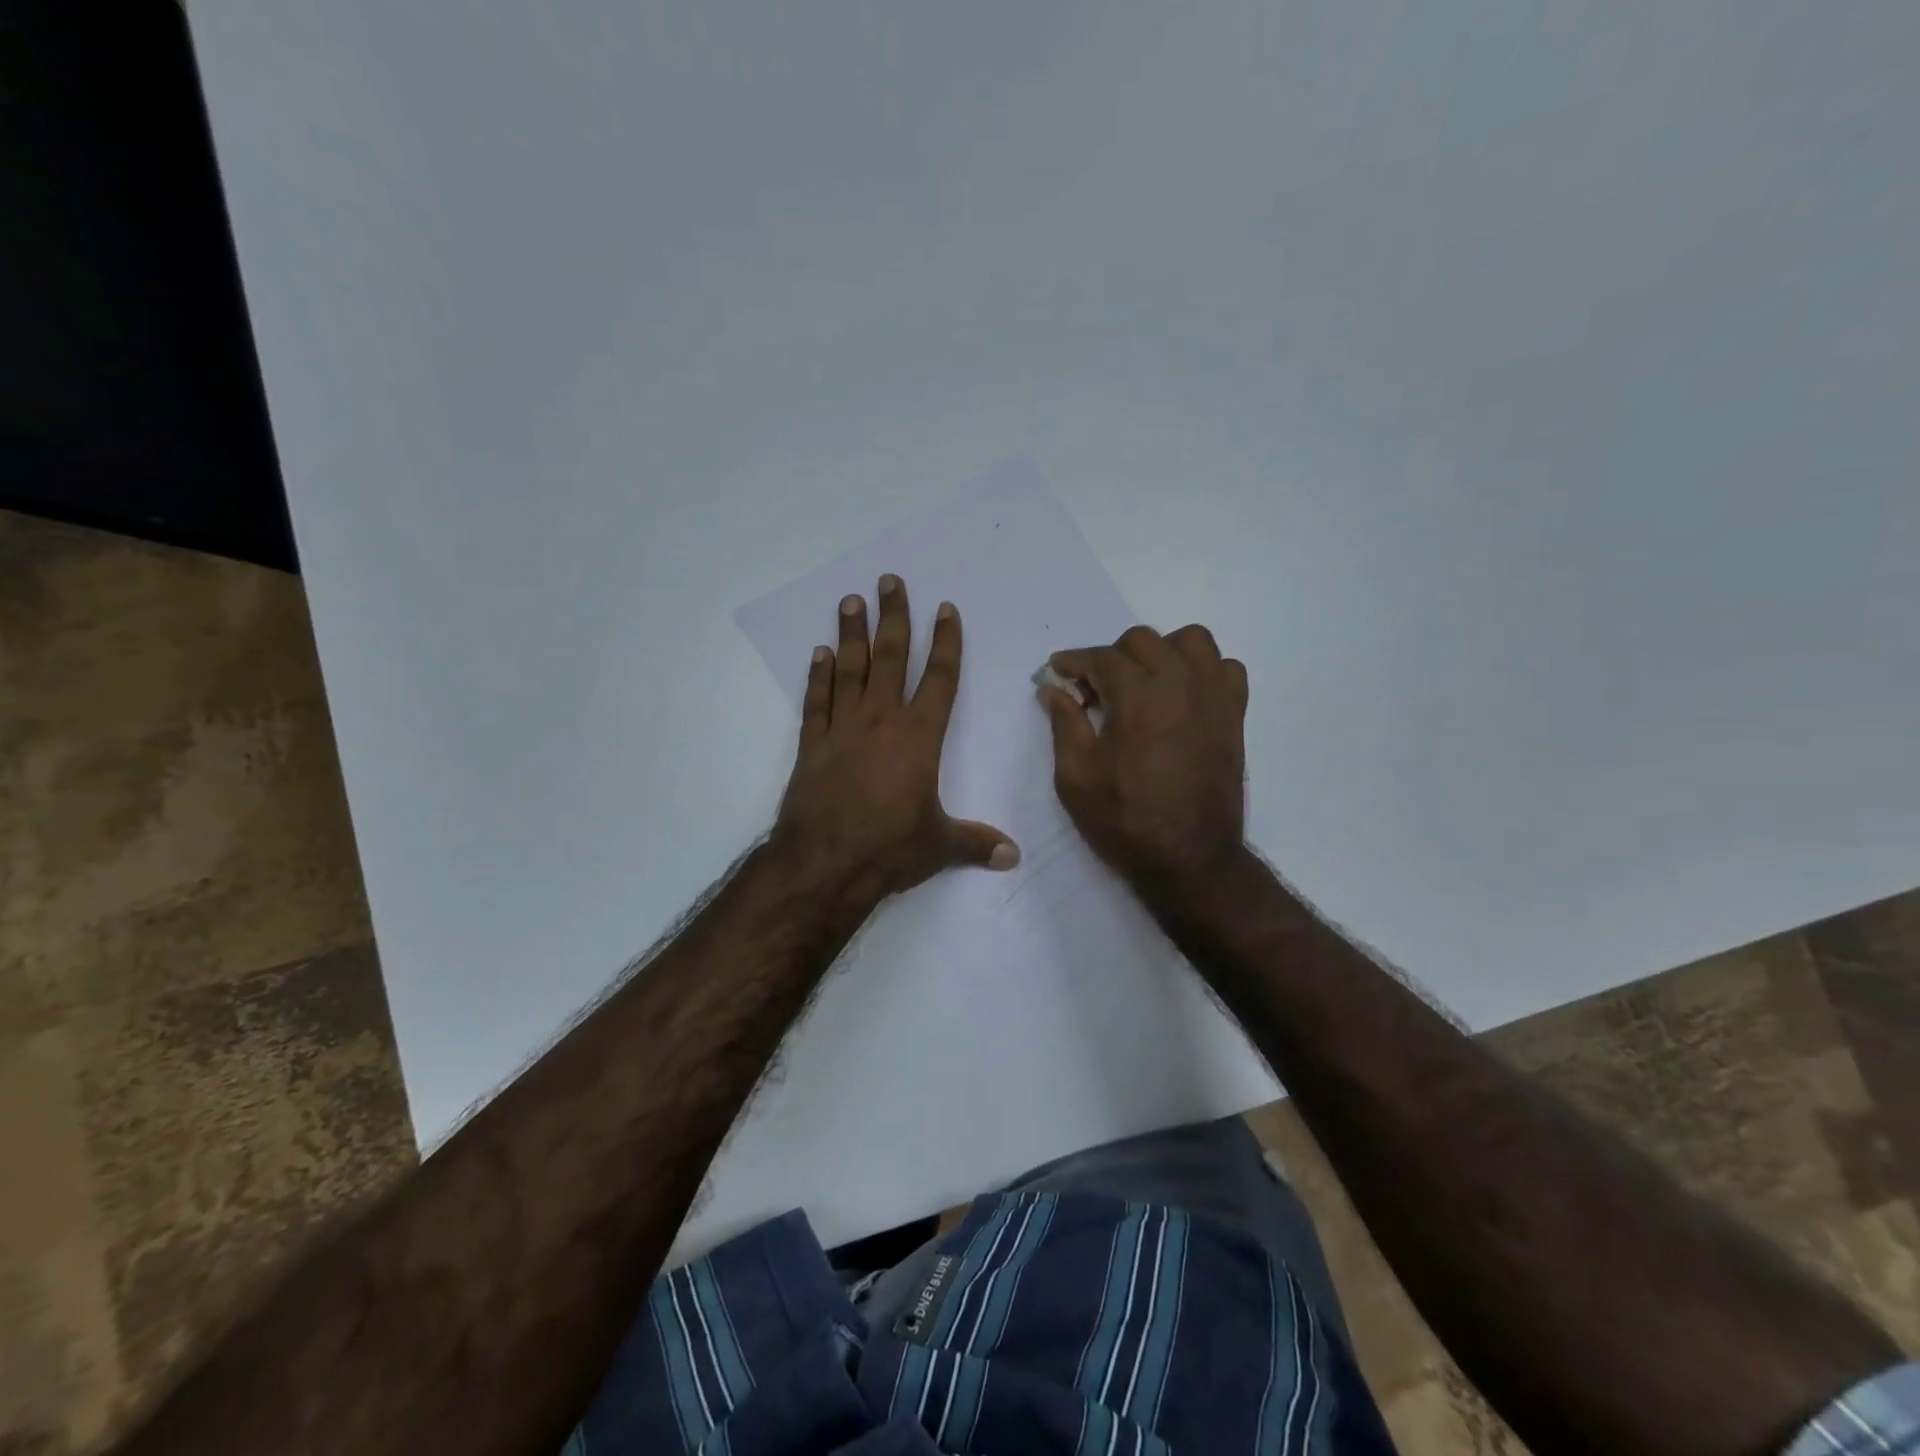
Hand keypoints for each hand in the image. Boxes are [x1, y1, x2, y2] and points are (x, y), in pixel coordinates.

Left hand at [772, 574, 1018, 902]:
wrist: (825, 862)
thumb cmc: (889, 848)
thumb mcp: (940, 846)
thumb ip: (976, 843)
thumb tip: (1013, 856)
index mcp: (920, 736)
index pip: (940, 678)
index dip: (946, 642)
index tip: (945, 608)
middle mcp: (881, 720)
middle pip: (892, 658)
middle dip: (894, 617)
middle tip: (889, 581)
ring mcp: (842, 728)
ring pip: (850, 670)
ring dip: (852, 634)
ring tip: (851, 601)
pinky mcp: (812, 745)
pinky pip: (816, 701)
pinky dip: (818, 676)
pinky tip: (819, 653)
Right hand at [1038, 624, 1248, 891]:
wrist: (1189, 858)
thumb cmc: (1124, 820)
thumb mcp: (1075, 777)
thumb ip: (1064, 723)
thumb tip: (1053, 688)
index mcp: (1137, 697)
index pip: (1101, 658)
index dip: (1073, 661)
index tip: (1057, 672)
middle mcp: (1179, 684)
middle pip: (1142, 640)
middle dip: (1111, 657)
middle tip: (1095, 691)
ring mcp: (1213, 697)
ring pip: (1190, 641)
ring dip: (1161, 652)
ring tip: (1144, 684)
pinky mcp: (1234, 715)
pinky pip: (1225, 669)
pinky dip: (1203, 671)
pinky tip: (1184, 696)